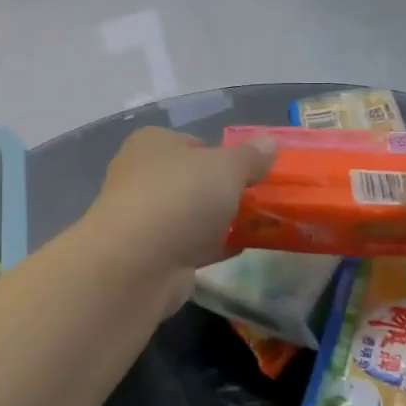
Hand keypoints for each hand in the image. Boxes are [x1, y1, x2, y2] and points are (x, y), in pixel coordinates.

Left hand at [80, 129, 275, 310]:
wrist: (136, 263)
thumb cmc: (180, 197)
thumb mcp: (226, 167)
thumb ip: (250, 157)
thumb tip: (269, 142)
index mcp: (151, 143)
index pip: (192, 142)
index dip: (222, 154)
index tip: (251, 170)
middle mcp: (141, 175)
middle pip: (191, 179)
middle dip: (221, 190)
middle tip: (258, 199)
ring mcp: (143, 217)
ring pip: (189, 214)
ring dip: (217, 220)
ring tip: (258, 225)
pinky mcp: (149, 254)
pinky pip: (188, 244)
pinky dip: (211, 246)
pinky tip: (240, 249)